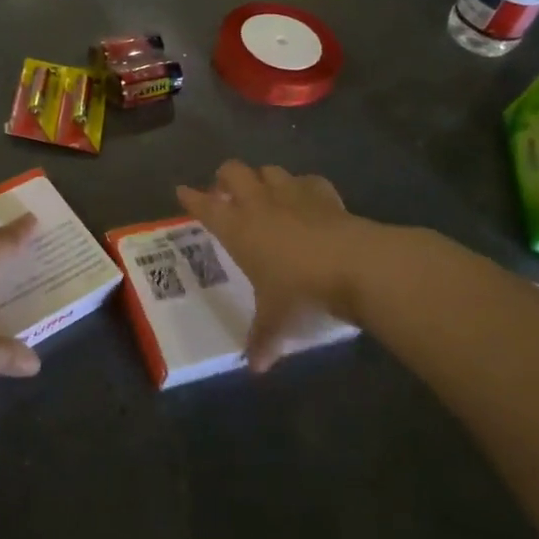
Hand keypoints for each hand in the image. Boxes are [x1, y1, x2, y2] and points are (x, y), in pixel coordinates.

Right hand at [177, 161, 368, 372]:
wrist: (355, 265)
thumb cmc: (301, 291)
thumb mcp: (277, 320)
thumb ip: (263, 339)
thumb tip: (255, 368)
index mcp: (237, 229)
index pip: (205, 207)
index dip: (191, 198)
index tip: (182, 191)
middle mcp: (260, 204)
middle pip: (233, 172)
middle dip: (225, 177)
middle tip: (225, 192)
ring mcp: (293, 194)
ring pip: (268, 170)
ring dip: (262, 178)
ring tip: (264, 193)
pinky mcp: (324, 193)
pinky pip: (307, 180)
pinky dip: (303, 187)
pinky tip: (306, 198)